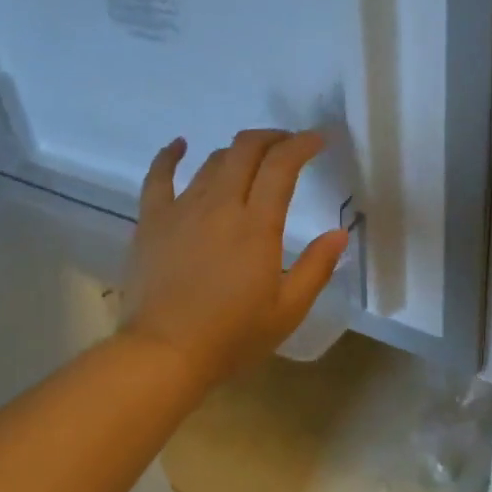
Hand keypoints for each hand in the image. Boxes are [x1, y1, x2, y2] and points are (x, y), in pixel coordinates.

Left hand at [122, 129, 351, 389]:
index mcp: (257, 225)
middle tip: (287, 145)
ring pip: (211, 161)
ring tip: (249, 159)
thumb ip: (316, 268)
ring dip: (236, 152)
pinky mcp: (152, 221)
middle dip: (272, 138)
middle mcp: (219, 205)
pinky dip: (169, 155)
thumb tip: (340, 233)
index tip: (319, 140)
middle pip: (246, 150)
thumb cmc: (232, 337)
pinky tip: (178, 145)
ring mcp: (182, 209)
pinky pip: (158, 177)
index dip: (302, 144)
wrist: (165, 353)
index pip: (282, 165)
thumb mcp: (288, 311)